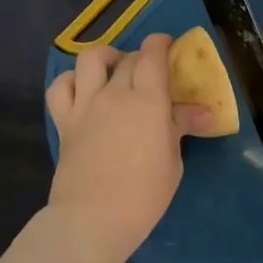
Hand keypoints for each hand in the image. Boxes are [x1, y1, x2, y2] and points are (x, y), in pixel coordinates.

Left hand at [45, 34, 211, 262]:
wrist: (92, 219)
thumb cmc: (143, 196)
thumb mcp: (172, 162)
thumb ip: (180, 128)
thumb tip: (203, 113)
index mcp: (148, 101)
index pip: (152, 55)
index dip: (160, 44)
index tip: (167, 46)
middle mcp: (115, 94)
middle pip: (127, 58)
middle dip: (140, 57)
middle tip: (150, 72)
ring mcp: (85, 105)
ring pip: (90, 59)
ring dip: (105, 57)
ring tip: (113, 70)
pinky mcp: (64, 121)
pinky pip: (60, 87)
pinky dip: (70, 81)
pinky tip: (82, 90)